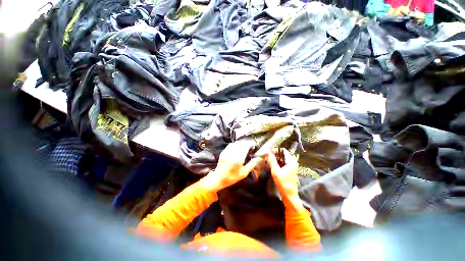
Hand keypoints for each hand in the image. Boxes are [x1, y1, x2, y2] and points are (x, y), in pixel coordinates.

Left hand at [203, 140, 262, 190]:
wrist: (219, 178)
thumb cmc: (233, 177)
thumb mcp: (244, 173)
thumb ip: (252, 164)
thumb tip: (258, 158)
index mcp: (239, 158)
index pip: (246, 146)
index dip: (250, 145)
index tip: (252, 147)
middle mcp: (233, 153)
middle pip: (241, 143)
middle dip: (246, 144)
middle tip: (248, 148)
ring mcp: (227, 151)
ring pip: (236, 143)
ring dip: (240, 144)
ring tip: (242, 148)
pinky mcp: (223, 151)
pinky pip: (231, 145)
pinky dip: (235, 145)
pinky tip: (236, 149)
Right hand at [265, 148, 299, 205]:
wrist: (289, 195)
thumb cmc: (283, 183)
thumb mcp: (276, 171)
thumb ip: (272, 160)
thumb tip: (268, 151)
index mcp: (291, 161)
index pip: (283, 150)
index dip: (275, 150)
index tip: (267, 152)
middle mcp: (293, 162)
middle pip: (282, 154)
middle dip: (274, 154)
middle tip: (266, 156)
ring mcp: (291, 166)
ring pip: (282, 158)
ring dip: (275, 158)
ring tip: (267, 160)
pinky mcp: (289, 169)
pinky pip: (283, 162)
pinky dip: (277, 162)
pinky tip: (272, 165)